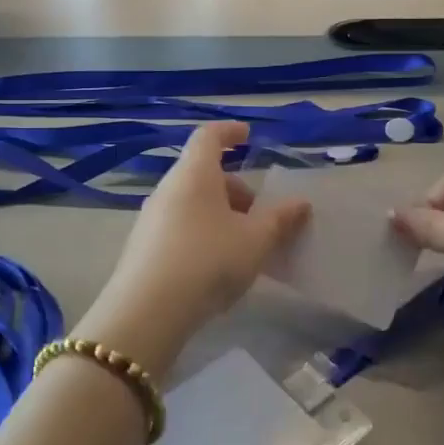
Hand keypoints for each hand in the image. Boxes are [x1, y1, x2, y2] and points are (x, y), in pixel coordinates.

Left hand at [78, 122, 309, 374]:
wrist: (147, 313)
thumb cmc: (209, 261)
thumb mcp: (256, 240)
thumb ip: (281, 219)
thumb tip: (300, 203)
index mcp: (195, 174)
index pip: (208, 136)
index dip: (229, 131)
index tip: (247, 136)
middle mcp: (168, 189)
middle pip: (202, 174)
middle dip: (234, 188)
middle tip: (259, 213)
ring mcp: (150, 219)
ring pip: (191, 203)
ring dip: (220, 214)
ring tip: (243, 244)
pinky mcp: (143, 248)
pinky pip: (179, 227)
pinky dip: (202, 233)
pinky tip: (217, 267)